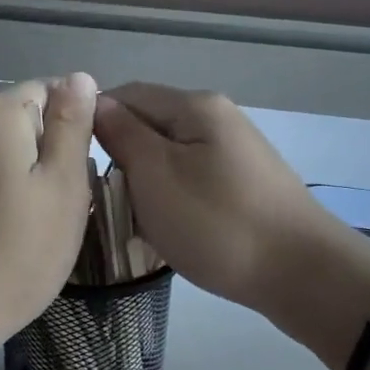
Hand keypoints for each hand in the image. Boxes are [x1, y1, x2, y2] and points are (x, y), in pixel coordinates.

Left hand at [0, 74, 97, 362]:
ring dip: (10, 167)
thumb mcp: (62, 191)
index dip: (71, 130)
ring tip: (21, 222)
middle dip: (39, 147)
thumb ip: (72, 126)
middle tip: (53, 206)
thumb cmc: (10, 260)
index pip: (47, 89)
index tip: (76, 178)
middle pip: (13, 112)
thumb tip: (78, 77)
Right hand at [91, 84, 350, 312]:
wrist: (301, 274)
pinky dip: (170, 199)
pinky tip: (164, 226)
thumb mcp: (156, 175)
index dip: (92, 122)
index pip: (126, 94)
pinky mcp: (243, 184)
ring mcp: (234, 152)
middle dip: (119, 157)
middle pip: (149, 125)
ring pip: (168, 156)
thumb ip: (122, 134)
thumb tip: (96, 102)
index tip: (68, 161)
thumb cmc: (217, 222)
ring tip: (128, 218)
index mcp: (194, 106)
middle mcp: (217, 118)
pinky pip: (190, 179)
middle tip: (98, 199)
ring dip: (143, 183)